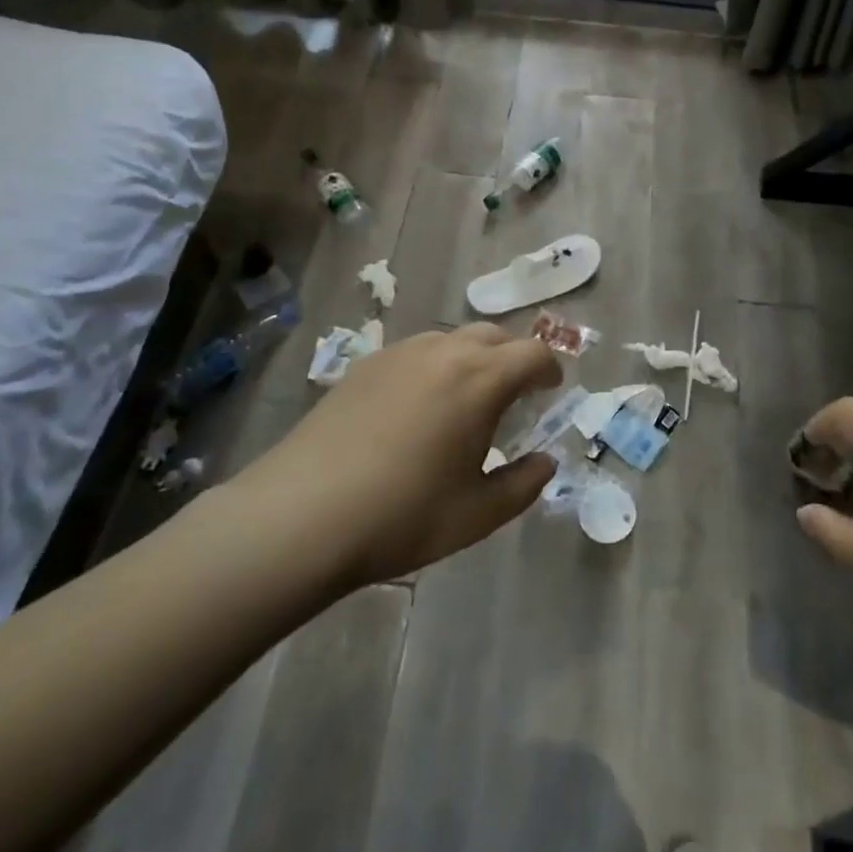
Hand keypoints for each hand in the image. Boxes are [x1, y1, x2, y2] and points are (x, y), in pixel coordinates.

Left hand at [225, 324, 560, 590]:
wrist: (301, 515)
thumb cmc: (402, 516)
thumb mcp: (477, 514)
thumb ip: (523, 484)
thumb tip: (544, 462)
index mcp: (480, 380)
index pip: (534, 353)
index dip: (550, 369)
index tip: (551, 391)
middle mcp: (444, 352)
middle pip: (495, 335)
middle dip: (514, 358)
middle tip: (514, 395)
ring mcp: (400, 353)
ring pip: (453, 338)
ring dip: (474, 358)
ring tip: (466, 398)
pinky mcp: (365, 364)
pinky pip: (417, 350)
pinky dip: (436, 364)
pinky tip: (418, 405)